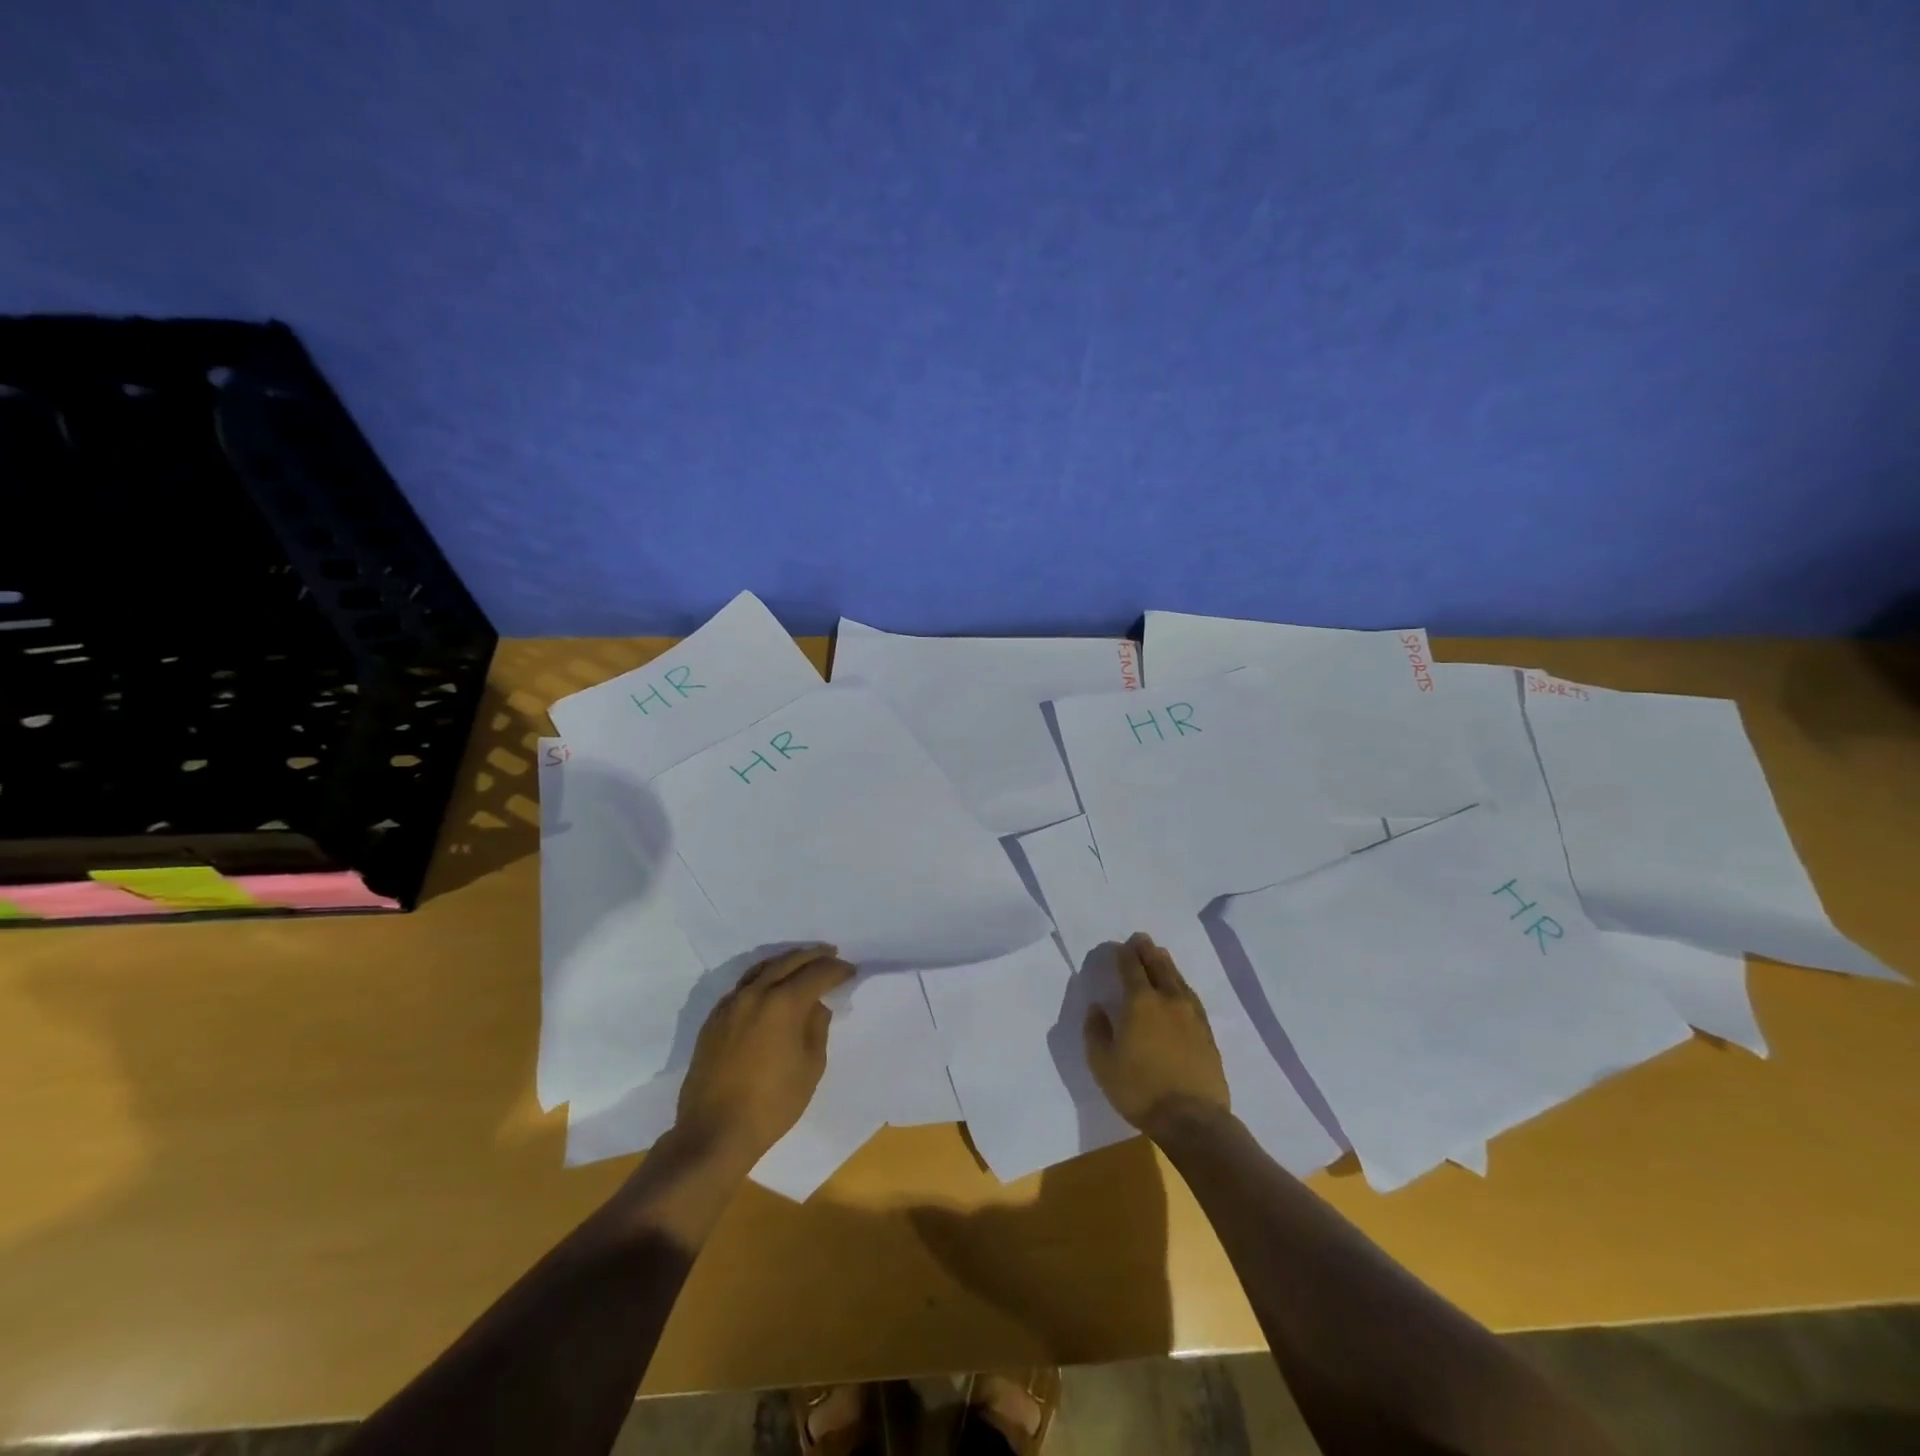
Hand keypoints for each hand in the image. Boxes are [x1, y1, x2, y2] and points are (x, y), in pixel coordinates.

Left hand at [675, 945, 854, 1168]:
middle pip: (788, 962)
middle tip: (831, 954)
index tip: (850, 971)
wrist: (713, 1133)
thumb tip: (814, 1006)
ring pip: (762, 968)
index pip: (816, 973)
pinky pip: (743, 986)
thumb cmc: (772, 1104)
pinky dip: (762, 977)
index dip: (837, 970)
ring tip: (802, 962)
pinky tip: (770, 986)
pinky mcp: (714, 1019)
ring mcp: (730, 1004)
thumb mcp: (810, 1067)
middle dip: (813, 956)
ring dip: (786, 961)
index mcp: (783, 1003)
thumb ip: (817, 1028)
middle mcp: (755, 993)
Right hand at [1084, 932, 1230, 1135]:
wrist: (1192, 1119)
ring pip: (1178, 979)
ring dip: (1166, 964)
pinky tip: (1181, 988)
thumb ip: (1096, 1031)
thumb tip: (1097, 1008)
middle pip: (1157, 965)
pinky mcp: (1206, 1032)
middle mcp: (1167, 999)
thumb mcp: (1102, 1064)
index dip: (1123, 954)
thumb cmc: (1140, 1090)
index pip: (1130, 967)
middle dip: (1147, 950)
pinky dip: (1182, 985)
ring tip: (1160, 956)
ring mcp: (1191, 1014)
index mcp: (1140, 1002)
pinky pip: (1191, 997)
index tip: (1118, 946)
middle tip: (1141, 939)